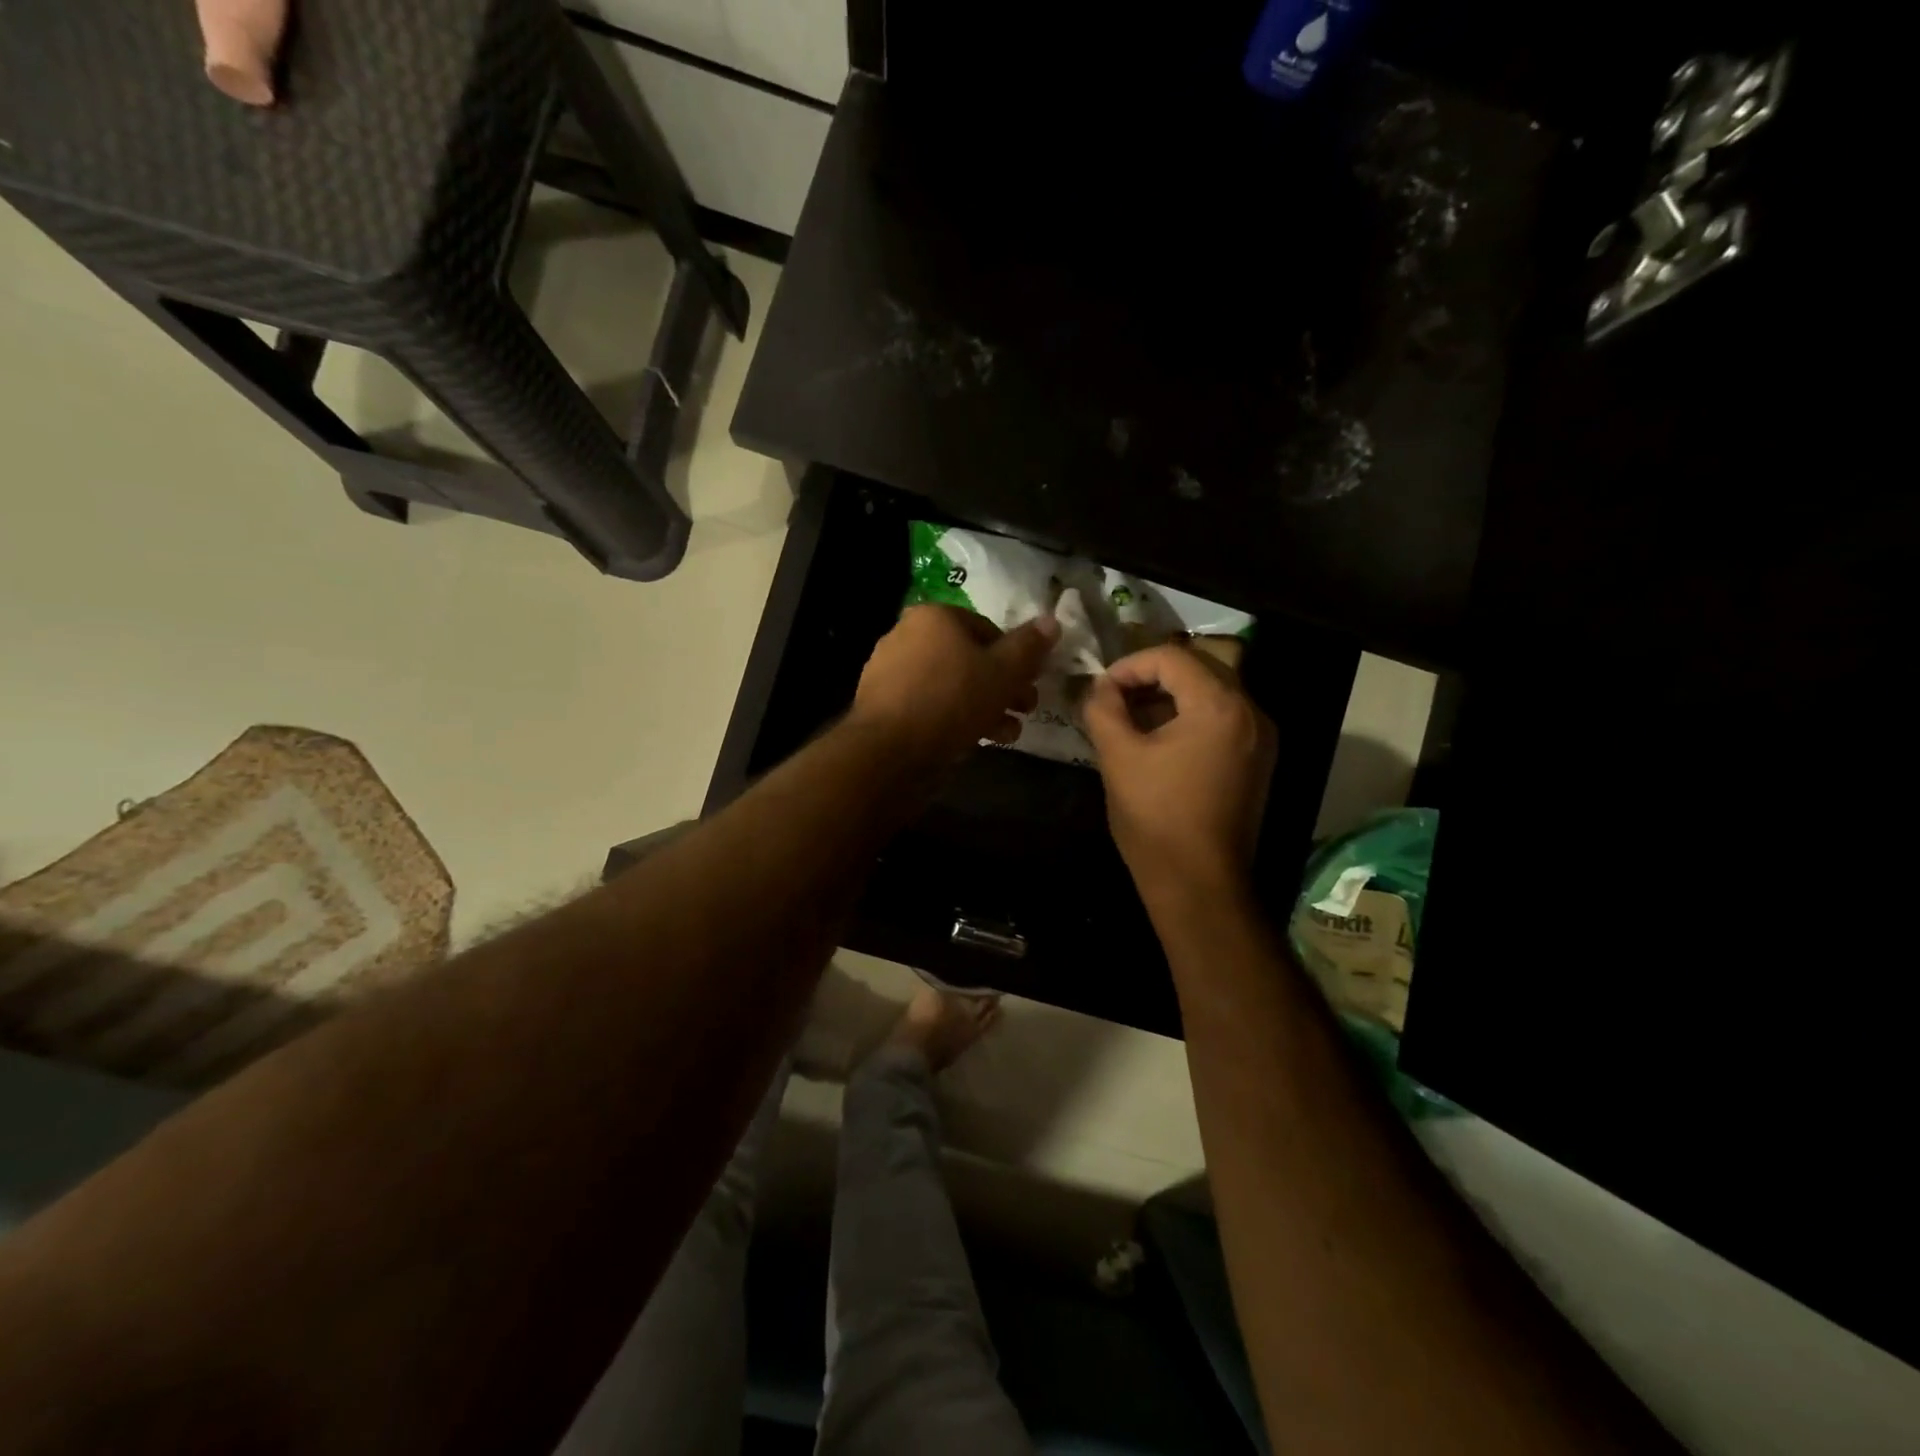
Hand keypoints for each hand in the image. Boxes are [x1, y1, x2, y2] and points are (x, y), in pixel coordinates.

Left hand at [849, 605, 1058, 770]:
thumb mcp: (1003, 672)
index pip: (987, 629)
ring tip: (1008, 733)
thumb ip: (1028, 647)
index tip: (1032, 683)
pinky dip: (954, 718)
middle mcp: (906, 636)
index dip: (1016, 657)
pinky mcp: (883, 706)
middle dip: (1002, 686)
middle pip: (968, 658)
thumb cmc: (952, 700)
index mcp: (934, 617)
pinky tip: (976, 741)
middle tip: (1026, 710)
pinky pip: (929, 705)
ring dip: (984, 706)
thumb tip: (1052, 621)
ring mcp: (890, 672)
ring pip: (950, 685)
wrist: (890, 751)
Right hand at [1082, 643, 1276, 909]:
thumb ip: (1103, 708)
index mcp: (1219, 705)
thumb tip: (1098, 687)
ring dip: (1168, 697)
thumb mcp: (1118, 756)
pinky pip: (1221, 720)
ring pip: (1210, 694)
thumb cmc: (1155, 817)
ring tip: (1130, 719)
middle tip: (1113, 699)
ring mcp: (1260, 738)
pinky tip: (1158, 741)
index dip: (1129, 665)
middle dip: (1149, 678)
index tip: (1100, 688)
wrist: (1199, 883)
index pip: (1171, 657)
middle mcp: (1251, 713)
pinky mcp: (1258, 761)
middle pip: (1197, 669)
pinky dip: (1188, 718)